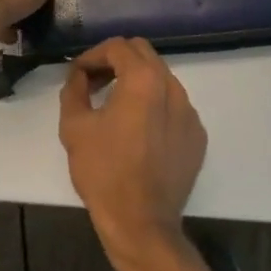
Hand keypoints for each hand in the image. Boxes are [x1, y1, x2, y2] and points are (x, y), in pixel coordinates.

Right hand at [59, 38, 206, 270]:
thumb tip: (79, 74)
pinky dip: (155, 105)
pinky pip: (174, 105)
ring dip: (136, 81)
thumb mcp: (74, 127)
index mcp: (144, 79)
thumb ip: (74, 89)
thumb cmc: (104, 172)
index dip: (93, 55)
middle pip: (143, 54)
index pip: (118, 47)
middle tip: (94, 82)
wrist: (142, 223)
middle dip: (116, 61)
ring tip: (114, 105)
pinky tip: (138, 130)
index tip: (78, 74)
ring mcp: (190, 111)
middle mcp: (173, 87)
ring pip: (161, 78)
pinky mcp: (197, 135)